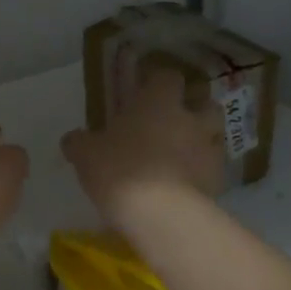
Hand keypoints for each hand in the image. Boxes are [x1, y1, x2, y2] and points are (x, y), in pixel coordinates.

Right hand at [61, 68, 224, 228]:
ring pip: (216, 133)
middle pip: (204, 101)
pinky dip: (204, 171)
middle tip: (172, 122)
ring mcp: (209, 149)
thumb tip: (72, 139)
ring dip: (203, 138)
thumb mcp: (86, 154)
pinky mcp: (218, 180)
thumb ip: (80, 142)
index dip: (158, 82)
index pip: (167, 76)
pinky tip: (188, 184)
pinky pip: (214, 168)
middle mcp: (190, 118)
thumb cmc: (119, 170)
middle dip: (193, 107)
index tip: (145, 90)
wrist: (160, 213)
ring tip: (185, 153)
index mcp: (158, 102)